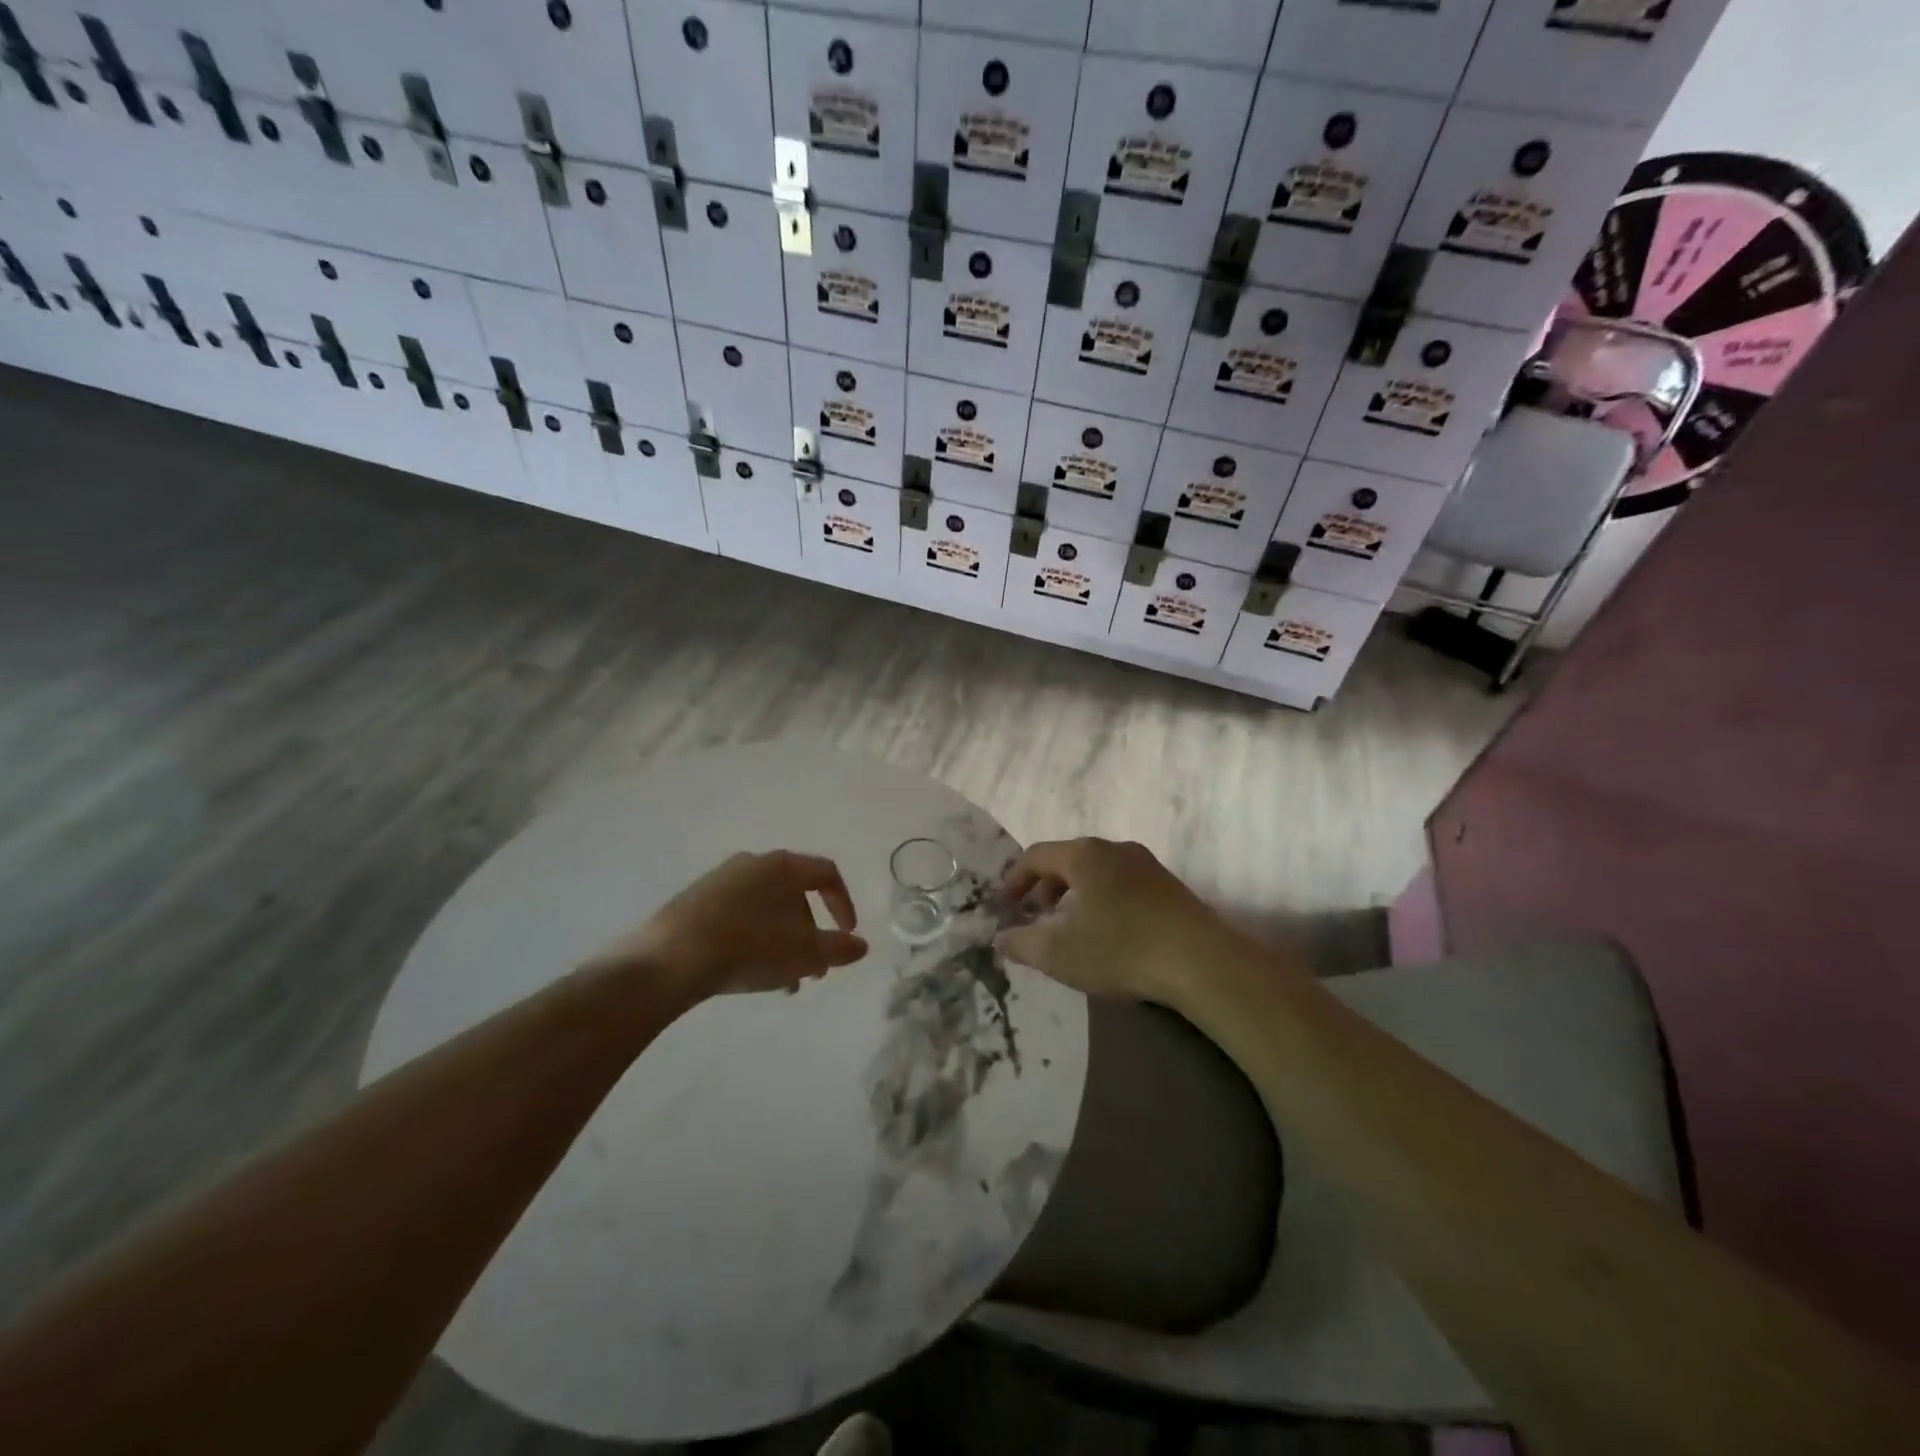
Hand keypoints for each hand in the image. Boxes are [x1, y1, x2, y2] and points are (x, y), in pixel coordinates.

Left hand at [586, 851, 868, 1000]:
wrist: (668, 959)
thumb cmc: (749, 948)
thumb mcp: (805, 954)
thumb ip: (839, 948)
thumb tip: (861, 945)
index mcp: (783, 866)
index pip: (827, 874)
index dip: (844, 904)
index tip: (847, 935)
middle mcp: (753, 863)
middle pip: (795, 894)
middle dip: (811, 932)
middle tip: (814, 968)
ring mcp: (720, 879)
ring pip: (766, 908)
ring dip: (783, 940)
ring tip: (783, 980)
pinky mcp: (695, 900)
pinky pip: (738, 914)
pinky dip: (754, 937)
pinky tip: (748, 972)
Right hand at [994, 839, 1256, 1006]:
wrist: (1201, 962)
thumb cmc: (1120, 949)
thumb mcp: (1058, 954)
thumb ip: (1021, 944)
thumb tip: (999, 939)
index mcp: (1084, 855)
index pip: (1036, 855)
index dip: (1015, 879)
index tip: (1006, 905)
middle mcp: (1114, 848)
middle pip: (1068, 858)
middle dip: (1046, 886)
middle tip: (1037, 915)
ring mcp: (1146, 864)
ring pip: (1098, 870)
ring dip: (1076, 893)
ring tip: (1072, 926)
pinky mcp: (1169, 885)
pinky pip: (1122, 882)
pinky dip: (1103, 898)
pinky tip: (1109, 931)